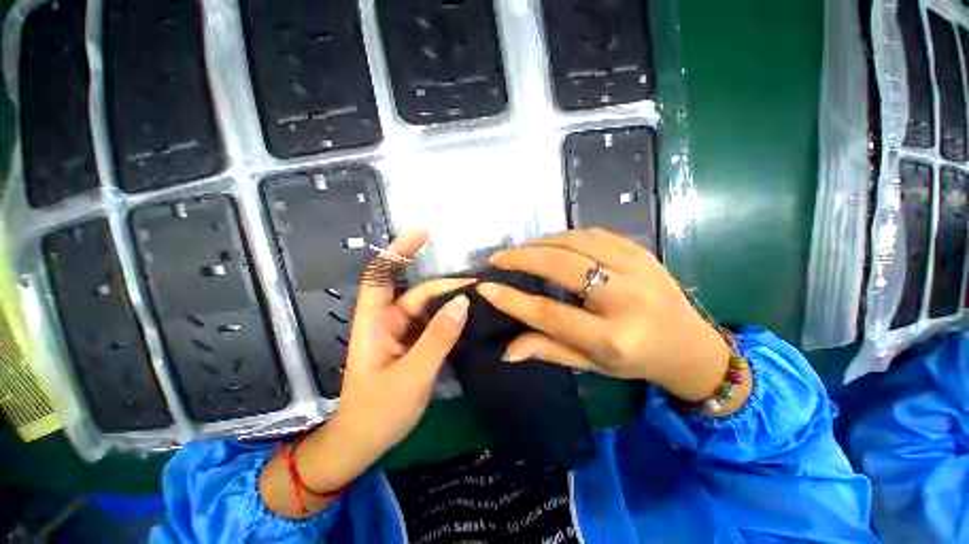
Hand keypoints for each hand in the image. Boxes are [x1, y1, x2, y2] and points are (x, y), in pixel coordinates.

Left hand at [261, 231, 471, 517]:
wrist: (364, 443)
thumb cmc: (378, 412)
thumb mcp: (413, 374)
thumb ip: (439, 337)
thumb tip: (463, 302)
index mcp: (375, 322)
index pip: (382, 275)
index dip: (399, 251)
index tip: (424, 234)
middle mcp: (387, 321)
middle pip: (417, 292)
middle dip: (445, 284)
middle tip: (477, 282)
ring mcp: (401, 333)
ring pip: (428, 308)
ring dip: (450, 301)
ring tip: (479, 298)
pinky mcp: (412, 345)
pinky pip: (433, 324)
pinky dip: (450, 318)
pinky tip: (469, 318)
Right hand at [477, 228, 732, 402]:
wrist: (690, 344)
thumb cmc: (637, 361)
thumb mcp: (591, 365)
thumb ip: (548, 350)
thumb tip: (507, 351)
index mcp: (612, 338)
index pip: (550, 314)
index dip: (513, 300)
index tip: (485, 287)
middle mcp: (625, 300)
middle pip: (562, 267)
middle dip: (523, 258)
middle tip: (499, 258)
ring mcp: (637, 269)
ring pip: (576, 242)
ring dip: (541, 244)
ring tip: (522, 252)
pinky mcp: (641, 251)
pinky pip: (593, 234)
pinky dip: (565, 236)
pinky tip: (551, 245)